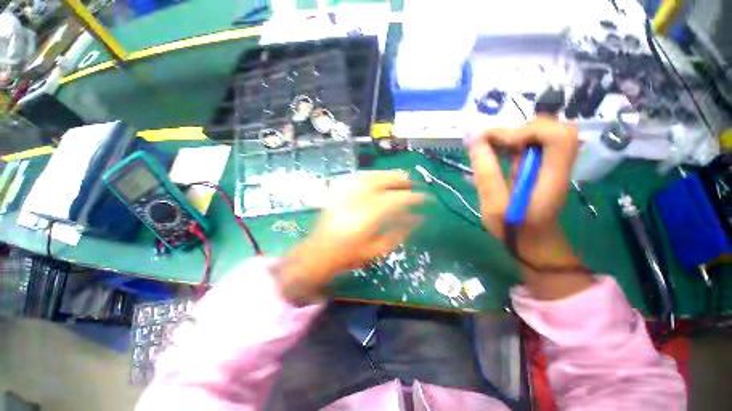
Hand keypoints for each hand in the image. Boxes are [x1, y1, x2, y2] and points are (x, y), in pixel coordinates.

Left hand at [278, 171, 425, 303]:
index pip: (397, 199)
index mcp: (369, 217)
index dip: (413, 196)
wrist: (319, 252)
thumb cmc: (350, 255)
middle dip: (400, 179)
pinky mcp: (337, 191)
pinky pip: (355, 177)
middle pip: (383, 182)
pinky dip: (369, 174)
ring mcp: (345, 194)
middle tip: (412, 181)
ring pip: (370, 176)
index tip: (424, 197)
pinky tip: (376, 176)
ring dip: (386, 174)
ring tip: (398, 175)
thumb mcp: (378, 249)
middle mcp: (357, 201)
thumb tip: (417, 218)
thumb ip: (399, 232)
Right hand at [467, 117, 591, 298]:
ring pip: (534, 133)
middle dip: (512, 131)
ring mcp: (547, 163)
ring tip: (482, 146)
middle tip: (483, 143)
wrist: (532, 241)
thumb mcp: (494, 204)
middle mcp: (555, 163)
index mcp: (552, 174)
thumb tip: (473, 138)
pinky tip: (489, 152)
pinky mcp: (537, 165)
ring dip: (506, 136)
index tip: (501, 144)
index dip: (531, 131)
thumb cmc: (514, 228)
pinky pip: (525, 143)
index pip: (559, 135)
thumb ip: (486, 172)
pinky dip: (505, 142)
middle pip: (547, 128)